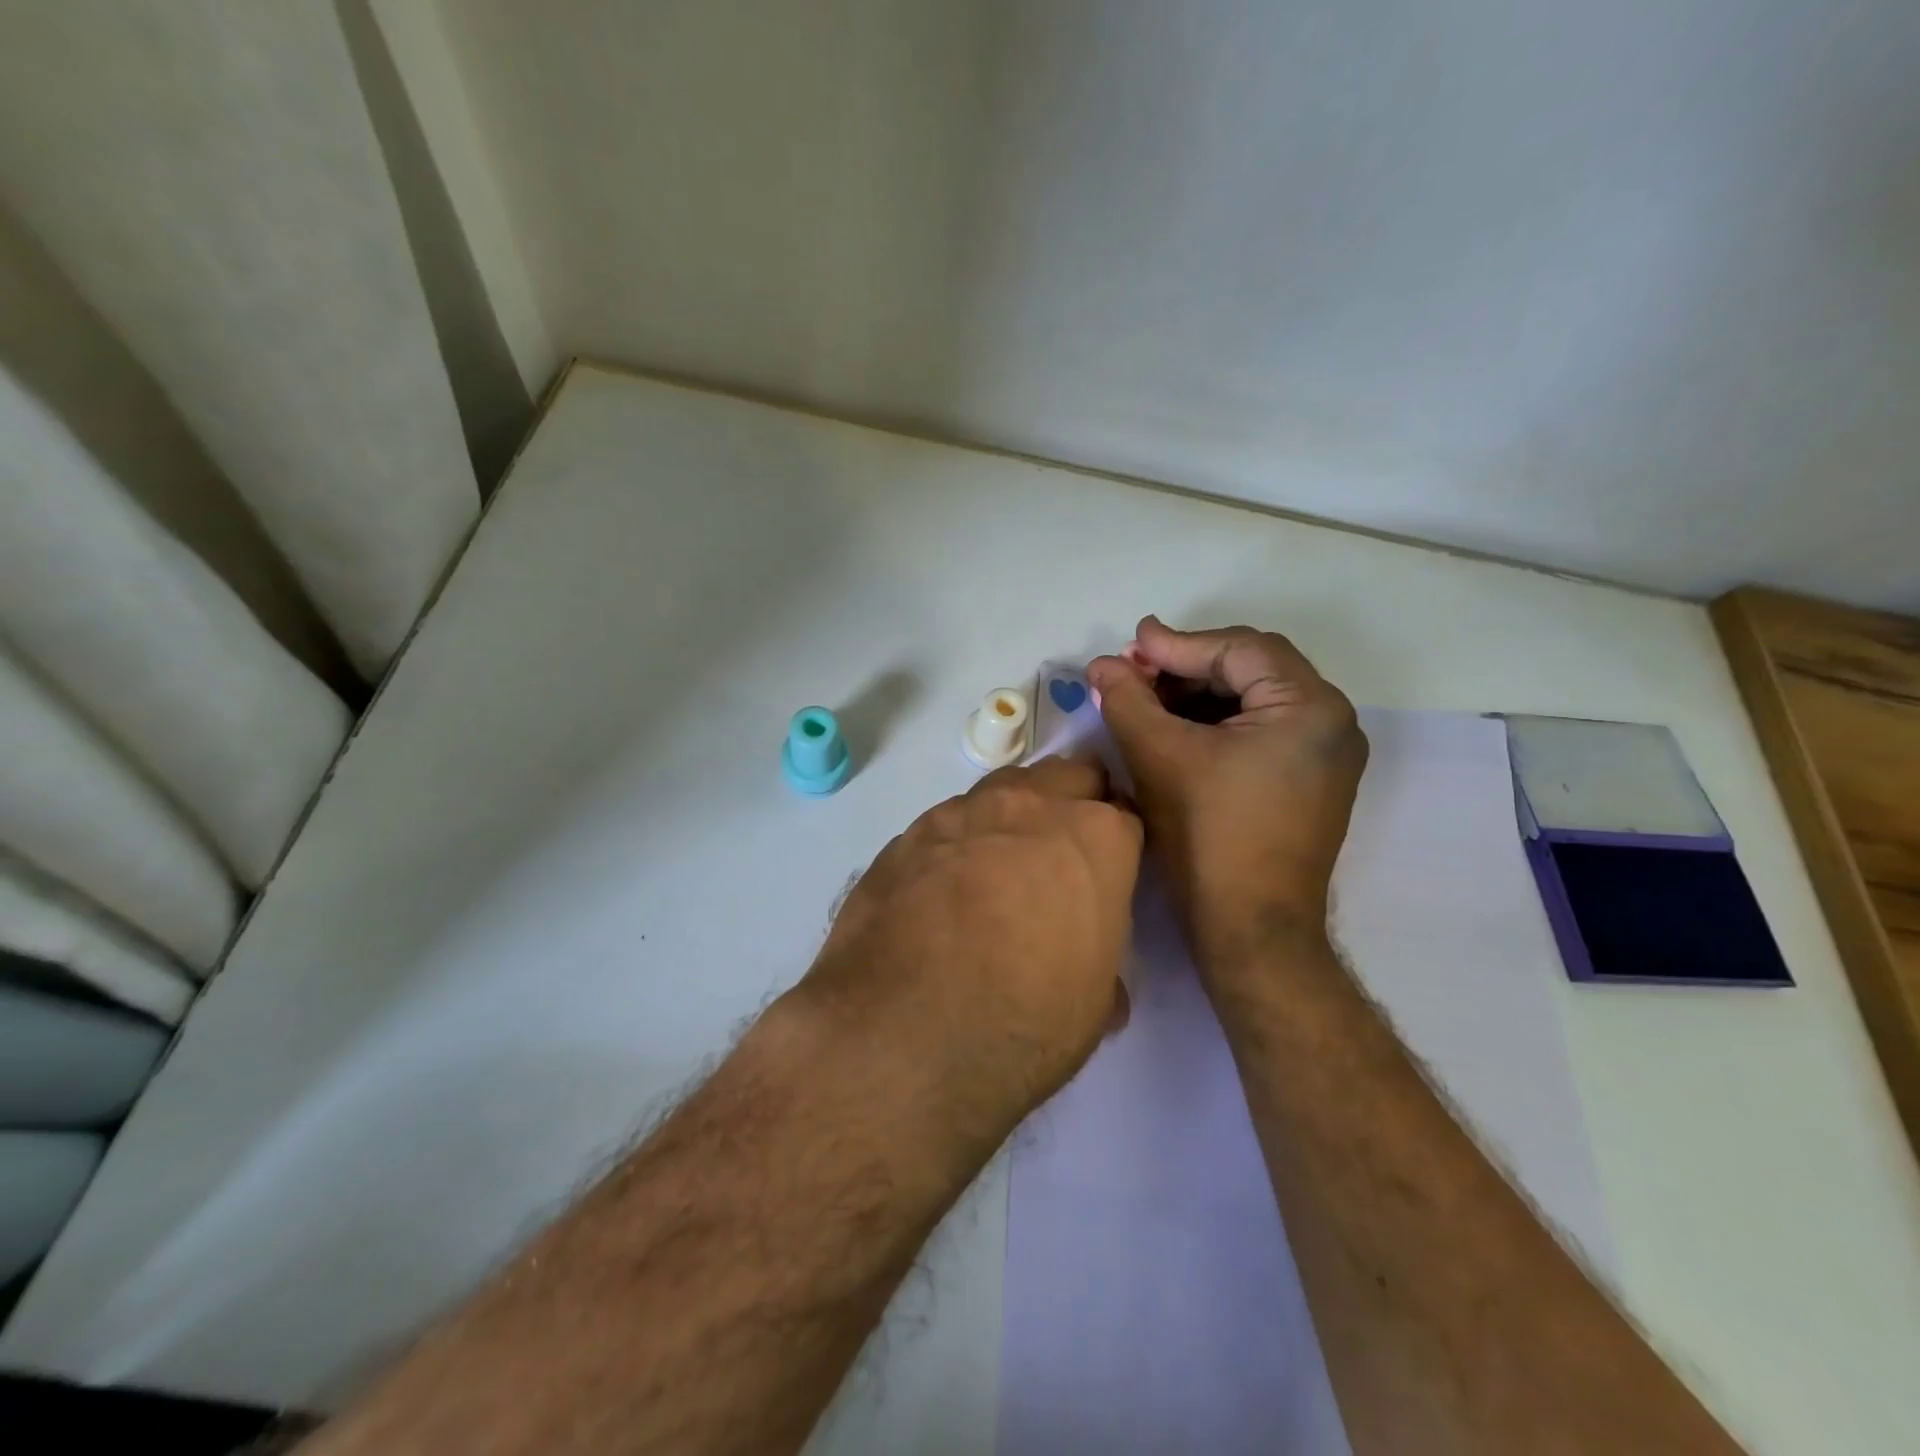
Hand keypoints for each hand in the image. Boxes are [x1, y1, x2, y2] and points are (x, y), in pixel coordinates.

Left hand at [801, 754, 1142, 1141]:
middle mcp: (1032, 807)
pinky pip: (950, 819)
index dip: (1119, 844)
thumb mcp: (1092, 1004)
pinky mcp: (910, 832)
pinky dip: (961, 838)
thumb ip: (1100, 964)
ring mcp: (964, 811)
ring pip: (1006, 786)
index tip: (1109, 869)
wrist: (905, 1030)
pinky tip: (945, 884)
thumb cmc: (1025, 1021)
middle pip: (1069, 776)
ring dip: (1015, 814)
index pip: (1125, 817)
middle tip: (1063, 853)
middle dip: (1075, 802)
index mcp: (1096, 839)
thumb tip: (1092, 971)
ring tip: (1002, 864)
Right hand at [1086, 617, 1366, 976]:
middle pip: (1251, 670)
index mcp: (1310, 707)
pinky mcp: (1310, 781)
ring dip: (1199, 695)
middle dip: (1187, 668)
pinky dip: (1217, 724)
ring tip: (1147, 701)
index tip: (1129, 643)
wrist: (1250, 929)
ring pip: (1254, 700)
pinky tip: (1175, 730)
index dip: (1177, 645)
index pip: (1238, 650)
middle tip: (1134, 672)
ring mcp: (1326, 755)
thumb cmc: (1208, 835)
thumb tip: (1102, 664)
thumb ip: (1128, 699)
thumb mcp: (1160, 756)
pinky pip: (1261, 731)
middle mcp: (1331, 722)